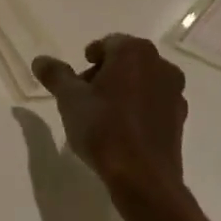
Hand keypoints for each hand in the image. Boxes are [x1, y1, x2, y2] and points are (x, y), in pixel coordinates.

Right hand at [32, 36, 187, 208]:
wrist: (143, 177)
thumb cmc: (103, 128)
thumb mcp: (69, 99)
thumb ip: (55, 75)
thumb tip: (40, 60)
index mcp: (134, 53)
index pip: (108, 43)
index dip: (90, 58)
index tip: (77, 78)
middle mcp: (161, 66)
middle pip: (127, 61)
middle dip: (105, 73)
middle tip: (84, 95)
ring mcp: (175, 93)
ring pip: (142, 82)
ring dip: (122, 90)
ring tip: (101, 114)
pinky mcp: (179, 119)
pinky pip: (153, 104)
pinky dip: (138, 108)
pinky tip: (121, 129)